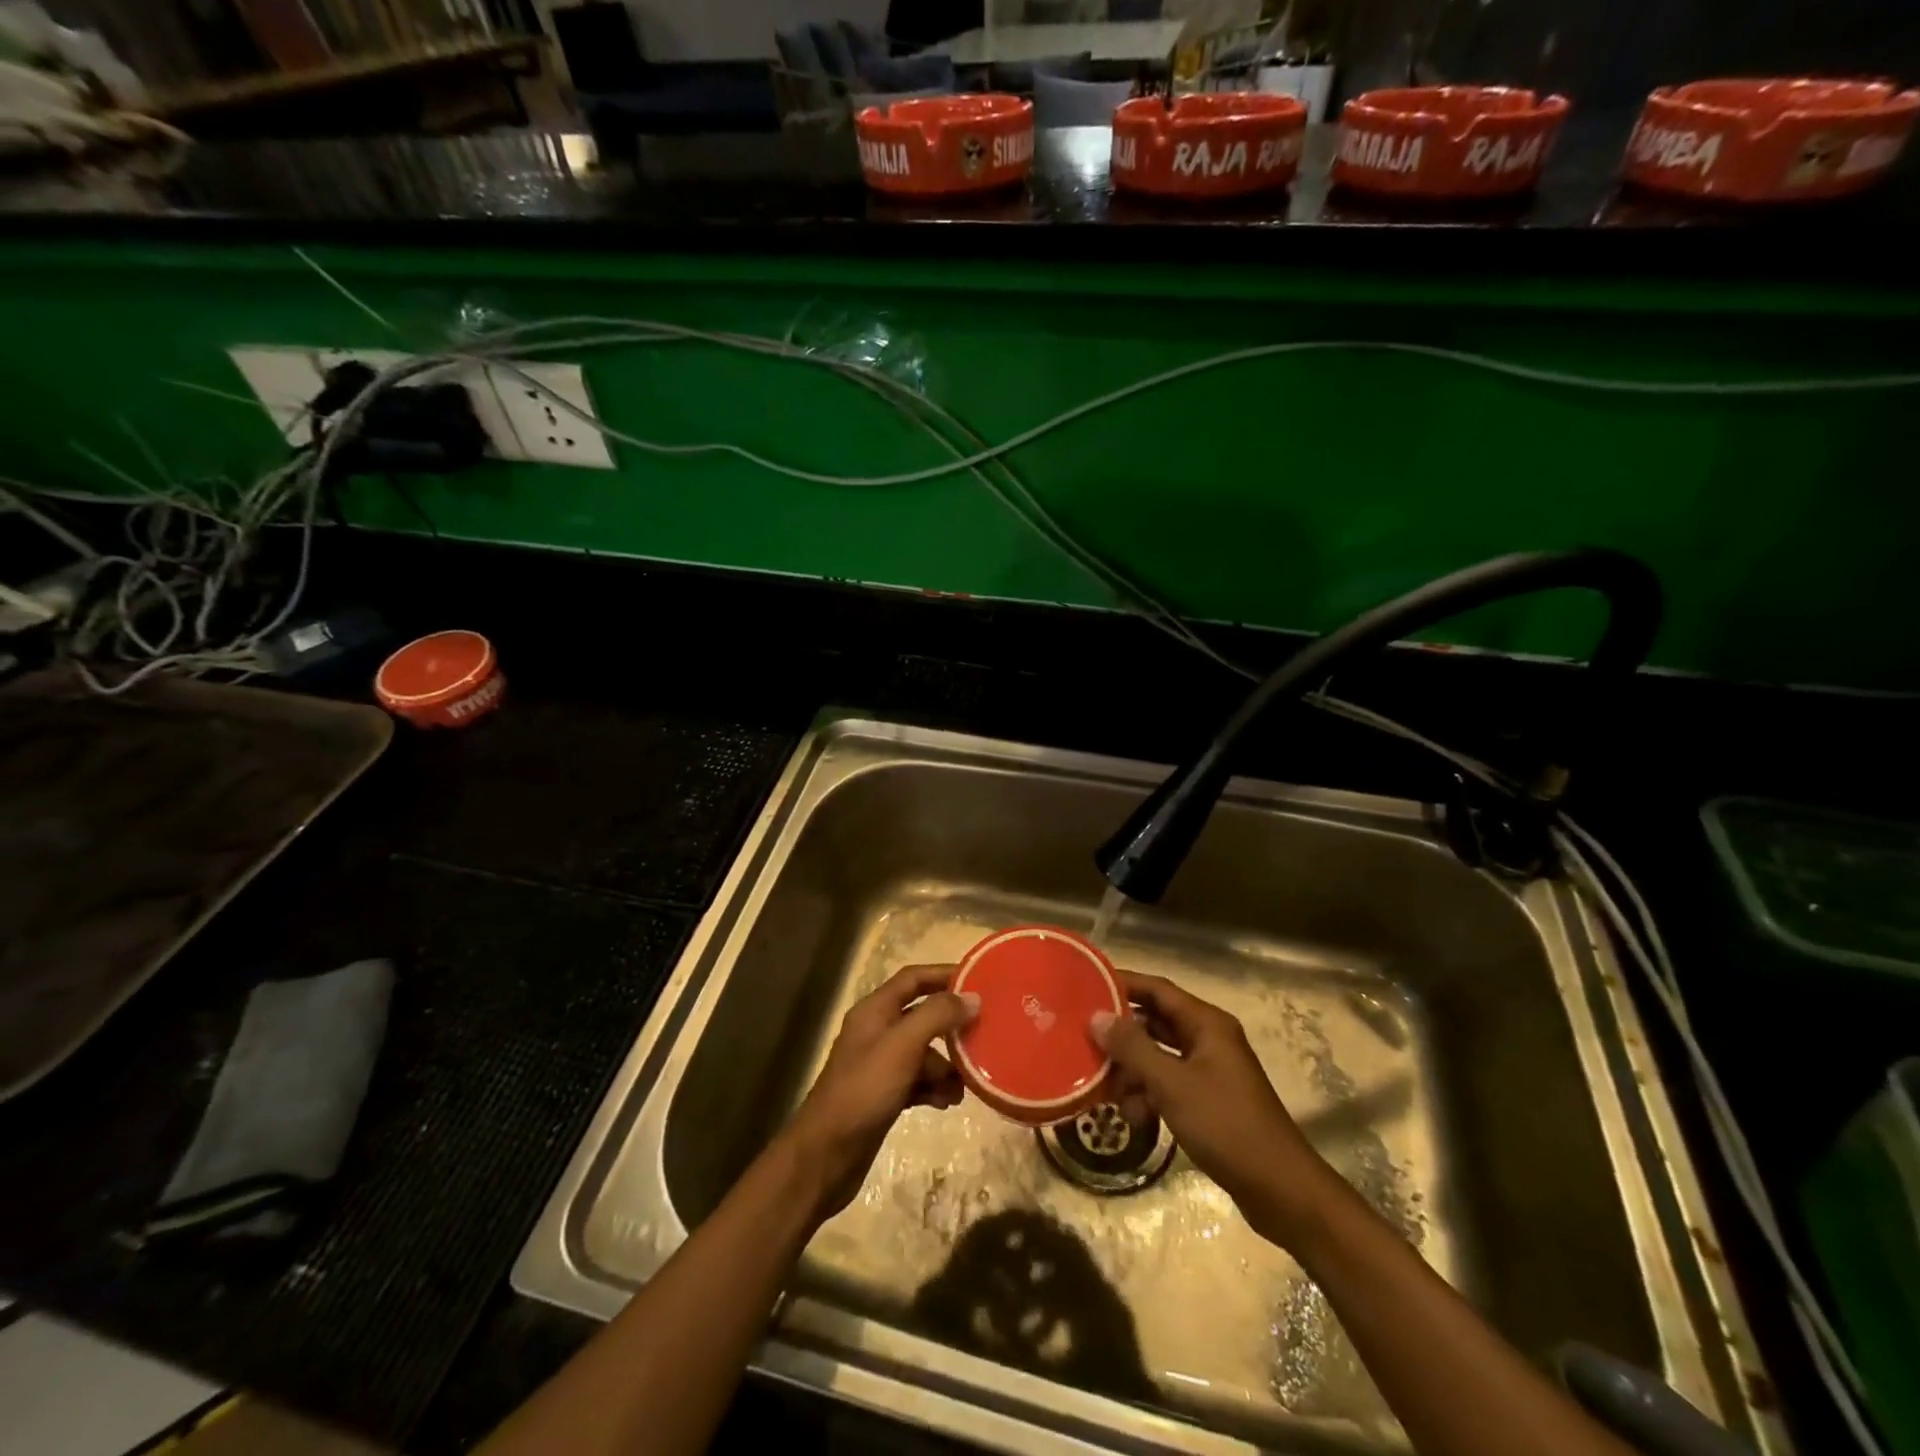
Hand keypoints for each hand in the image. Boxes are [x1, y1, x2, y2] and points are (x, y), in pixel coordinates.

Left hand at [779, 964, 978, 1221]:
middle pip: (922, 1015)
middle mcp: (877, 1031)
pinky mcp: (884, 1094)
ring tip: (965, 1084)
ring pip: (923, 1052)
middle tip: (984, 1034)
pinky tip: (948, 1102)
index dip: (944, 974)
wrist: (826, 1155)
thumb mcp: (903, 1046)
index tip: (979, 981)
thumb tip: (973, 998)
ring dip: (946, 1065)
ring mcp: (880, 1065)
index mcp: (875, 1010)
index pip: (913, 978)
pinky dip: (934, 1087)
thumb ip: (937, 1016)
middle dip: (951, 1026)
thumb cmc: (864, 1090)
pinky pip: (918, 1081)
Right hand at [1092, 970, 1337, 1246]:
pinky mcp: (1208, 1100)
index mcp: (1206, 1024)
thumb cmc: (1226, 1126)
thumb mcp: (1172, 1084)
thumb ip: (1132, 1048)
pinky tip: (1135, 1118)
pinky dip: (1149, 1095)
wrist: (1281, 1190)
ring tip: (1108, 1092)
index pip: (1157, 989)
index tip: (1085, 986)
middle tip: (1084, 1042)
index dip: (1122, 984)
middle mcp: (1208, 1039)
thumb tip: (1097, 1017)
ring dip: (1133, 1072)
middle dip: (1121, 1036)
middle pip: (1155, 1022)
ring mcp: (1209, 1071)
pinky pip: (1168, 1084)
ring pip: (1158, 1056)